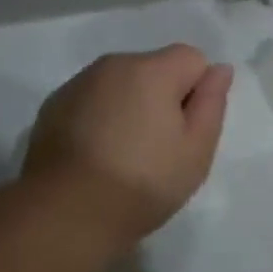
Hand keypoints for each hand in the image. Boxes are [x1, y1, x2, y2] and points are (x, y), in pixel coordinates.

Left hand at [20, 44, 233, 260]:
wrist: (64, 213)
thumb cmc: (141, 183)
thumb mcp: (195, 150)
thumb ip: (212, 102)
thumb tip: (219, 69)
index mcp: (151, 70)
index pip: (192, 58)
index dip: (196, 93)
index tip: (185, 132)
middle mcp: (113, 65)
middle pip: (154, 69)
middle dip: (162, 98)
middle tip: (158, 150)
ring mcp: (78, 83)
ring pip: (120, 84)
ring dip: (129, 107)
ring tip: (122, 156)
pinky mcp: (54, 105)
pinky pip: (91, 100)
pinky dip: (99, 117)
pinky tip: (94, 156)